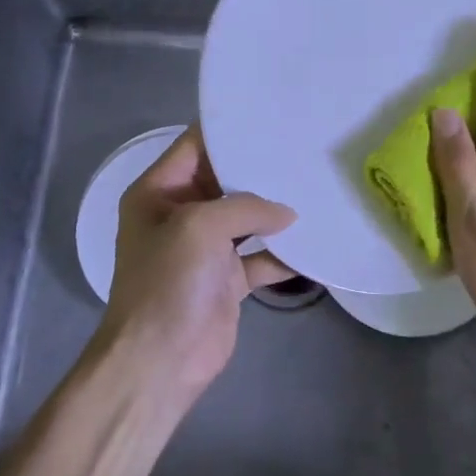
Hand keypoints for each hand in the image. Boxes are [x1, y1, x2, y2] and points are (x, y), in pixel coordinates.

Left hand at [96, 125, 295, 405]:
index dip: (229, 130)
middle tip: (305, 148)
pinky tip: (314, 243)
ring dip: (276, 210)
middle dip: (261, 169)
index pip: (195, 146)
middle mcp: (181, 214)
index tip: (272, 115)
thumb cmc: (168, 283)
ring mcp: (205, 249)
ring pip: (247, 218)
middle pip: (225, 180)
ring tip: (316, 186)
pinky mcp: (227, 279)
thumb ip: (246, 207)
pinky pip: (261, 257)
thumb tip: (288, 214)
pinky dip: (284, 253)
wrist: (160, 360)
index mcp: (159, 192)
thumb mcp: (200, 227)